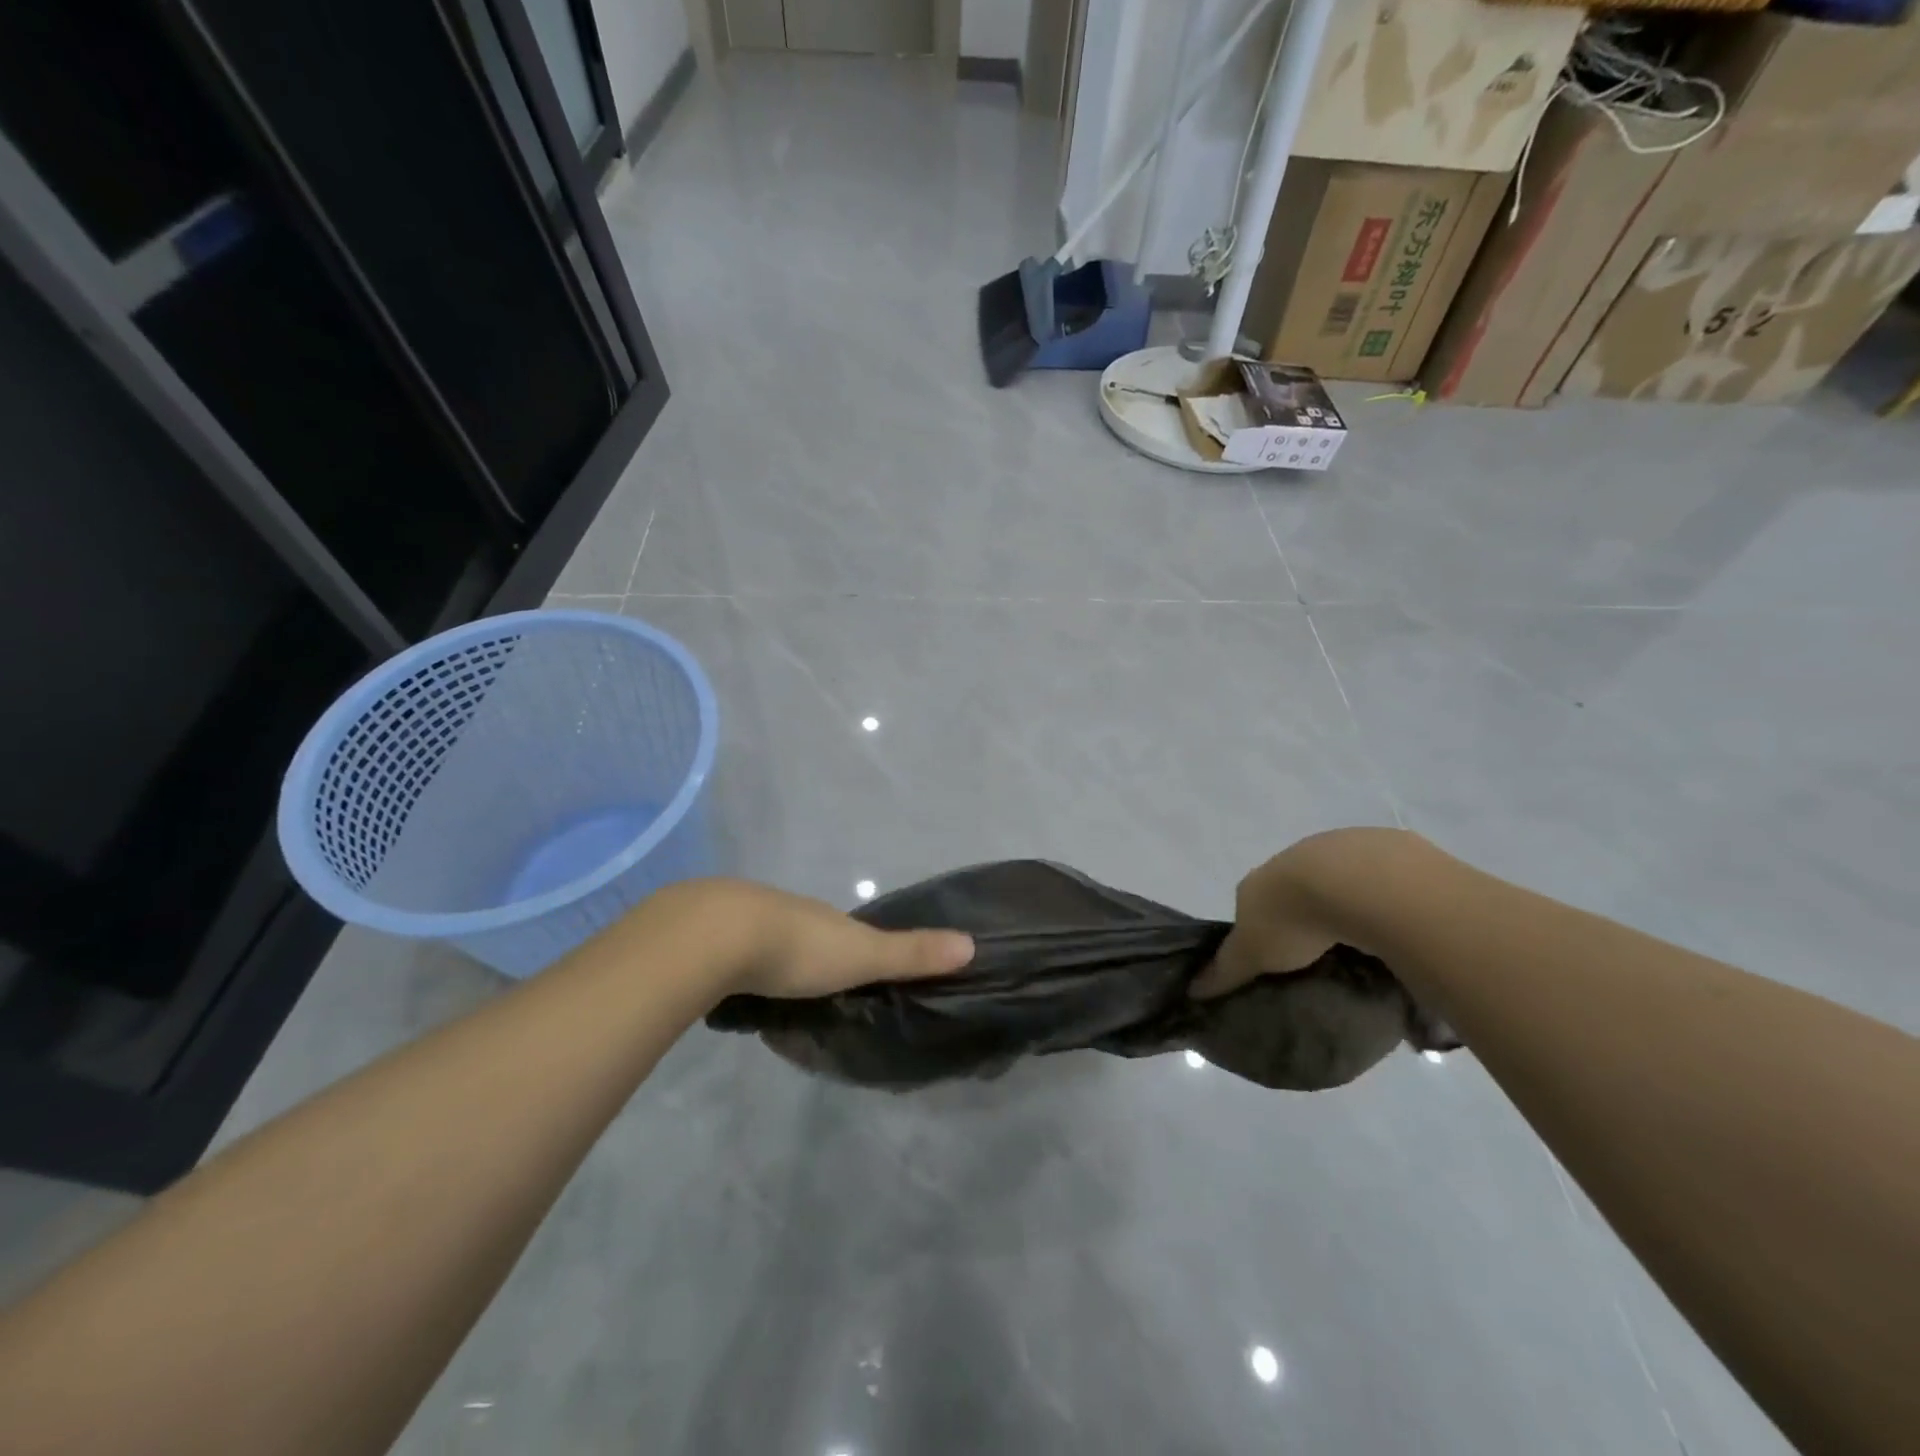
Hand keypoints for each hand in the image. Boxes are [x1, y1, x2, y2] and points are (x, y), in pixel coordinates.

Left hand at [659, 879, 973, 999]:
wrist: (714, 936)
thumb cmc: (798, 948)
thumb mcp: (863, 956)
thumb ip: (912, 954)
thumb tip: (972, 944)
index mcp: (823, 916)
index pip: (847, 929)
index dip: (857, 947)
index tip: (861, 970)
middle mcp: (787, 910)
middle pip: (807, 931)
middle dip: (813, 954)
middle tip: (817, 988)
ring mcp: (744, 919)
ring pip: (767, 939)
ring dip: (773, 958)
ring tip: (775, 991)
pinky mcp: (707, 937)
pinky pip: (732, 951)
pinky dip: (739, 965)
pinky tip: (735, 984)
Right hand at [1190, 831, 1395, 997]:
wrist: (1350, 882)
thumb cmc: (1290, 921)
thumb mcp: (1250, 954)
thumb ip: (1225, 971)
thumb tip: (1192, 990)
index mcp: (1255, 884)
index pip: (1250, 904)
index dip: (1259, 927)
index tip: (1274, 955)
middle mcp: (1289, 860)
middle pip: (1291, 891)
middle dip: (1302, 916)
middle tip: (1319, 953)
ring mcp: (1334, 852)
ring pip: (1333, 883)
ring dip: (1341, 906)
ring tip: (1360, 943)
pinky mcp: (1379, 851)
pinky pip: (1374, 881)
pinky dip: (1377, 899)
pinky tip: (1390, 924)